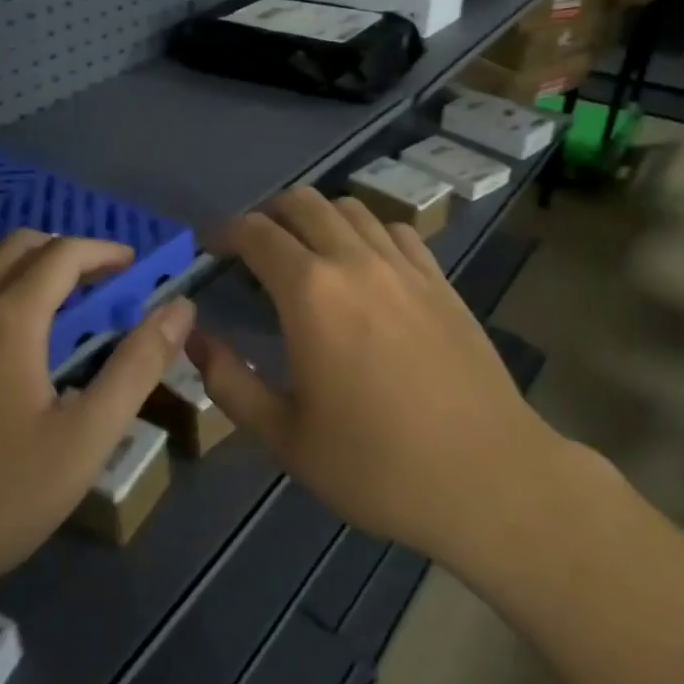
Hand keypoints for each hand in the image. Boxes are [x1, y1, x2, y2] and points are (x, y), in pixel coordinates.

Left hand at [0, 231, 195, 610]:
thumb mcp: (84, 439)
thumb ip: (137, 367)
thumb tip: (180, 310)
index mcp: (8, 316)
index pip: (63, 253)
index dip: (102, 251)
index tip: (129, 267)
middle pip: (17, 244)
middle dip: (63, 253)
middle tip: (92, 288)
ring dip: (14, 260)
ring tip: (37, 297)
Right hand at [188, 189, 573, 577]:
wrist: (489, 480)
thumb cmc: (376, 465)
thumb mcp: (285, 437)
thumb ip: (229, 383)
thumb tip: (194, 339)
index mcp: (310, 294)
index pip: (256, 233)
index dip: (224, 233)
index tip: (210, 250)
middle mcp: (355, 261)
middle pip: (302, 203)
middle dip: (267, 215)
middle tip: (252, 249)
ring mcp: (404, 266)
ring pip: (350, 208)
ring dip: (316, 218)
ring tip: (305, 253)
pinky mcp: (440, 281)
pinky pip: (395, 230)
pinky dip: (366, 232)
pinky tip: (364, 265)